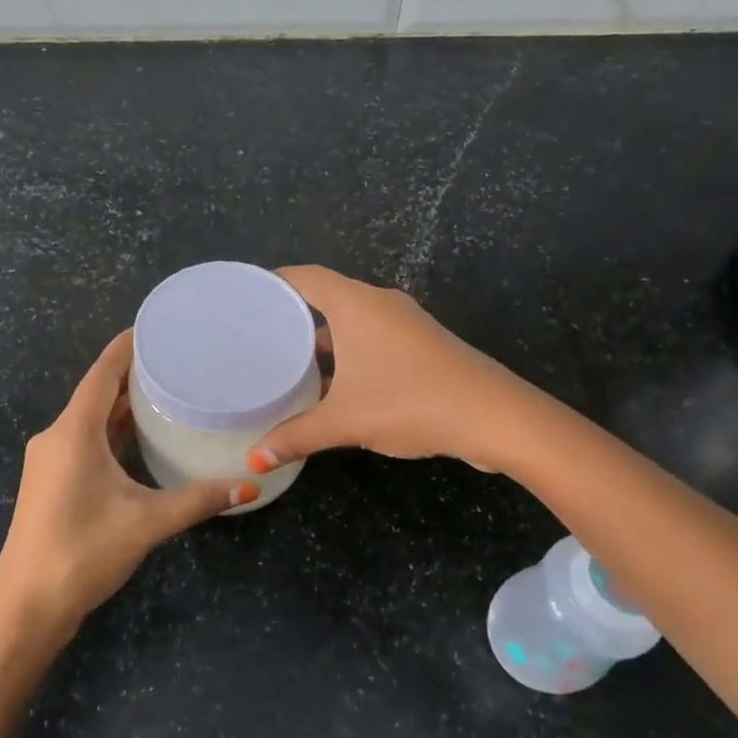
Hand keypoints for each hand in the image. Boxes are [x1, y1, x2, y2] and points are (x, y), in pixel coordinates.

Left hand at [0, 331, 253, 638]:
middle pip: (96, 392)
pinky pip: (84, 440)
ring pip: (89, 419)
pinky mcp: (49, 482)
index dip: (128, 347)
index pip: (102, 373)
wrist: (27, 608)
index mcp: (73, 433)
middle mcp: (55, 437)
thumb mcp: (147, 523)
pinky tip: (139, 436)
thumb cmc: (83, 553)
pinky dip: (111, 431)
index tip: (157, 327)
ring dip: (122, 405)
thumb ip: (198, 500)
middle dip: (133, 375)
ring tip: (166, 391)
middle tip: (177, 360)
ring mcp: (48, 461)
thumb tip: (249, 486)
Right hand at [248, 266, 535, 472]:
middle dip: (294, 316)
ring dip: (323, 340)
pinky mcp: (422, 345)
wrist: (492, 415)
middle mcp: (380, 304)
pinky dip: (348, 354)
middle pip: (327, 298)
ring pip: (352, 322)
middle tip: (258, 336)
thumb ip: (296, 436)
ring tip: (287, 363)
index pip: (306, 277)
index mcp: (356, 305)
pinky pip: (373, 338)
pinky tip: (333, 385)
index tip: (245, 298)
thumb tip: (254, 460)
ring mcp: (405, 324)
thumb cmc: (409, 402)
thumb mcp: (345, 421)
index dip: (274, 282)